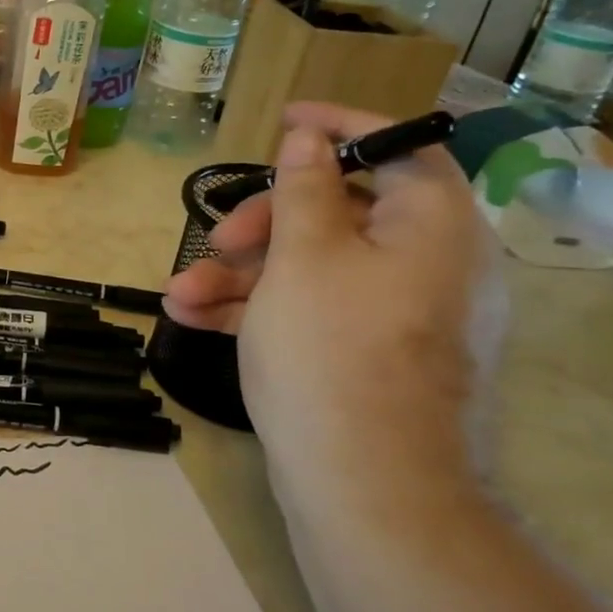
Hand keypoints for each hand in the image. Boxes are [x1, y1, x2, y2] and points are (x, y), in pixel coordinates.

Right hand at [163, 104, 504, 509]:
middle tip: (217, 238)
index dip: (341, 127)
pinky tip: (193, 318)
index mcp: (433, 228)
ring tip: (179, 294)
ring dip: (243, 273)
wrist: (368, 490)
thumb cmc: (333, 353)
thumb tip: (311, 138)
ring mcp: (397, 315)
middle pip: (341, 212)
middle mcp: (427, 265)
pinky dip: (259, 308)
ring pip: (314, 266)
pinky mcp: (367, 355)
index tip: (283, 121)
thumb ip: (304, 189)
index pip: (399, 149)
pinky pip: (314, 310)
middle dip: (264, 221)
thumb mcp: (304, 257)